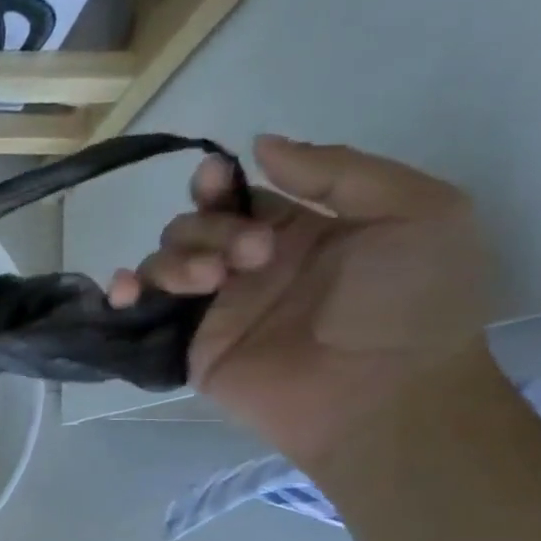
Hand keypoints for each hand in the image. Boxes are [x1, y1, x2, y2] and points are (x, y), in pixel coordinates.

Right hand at [108, 135, 489, 469]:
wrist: (384, 394)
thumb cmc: (413, 302)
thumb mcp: (417, 211)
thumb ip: (339, 171)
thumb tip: (257, 146)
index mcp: (301, 231)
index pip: (239, 196)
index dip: (217, 184)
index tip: (215, 181)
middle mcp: (251, 267)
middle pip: (195, 225)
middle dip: (210, 228)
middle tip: (252, 257)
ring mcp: (218, 309)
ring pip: (164, 261)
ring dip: (176, 258)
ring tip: (210, 283)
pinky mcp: (192, 347)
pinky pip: (144, 314)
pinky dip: (123, 293)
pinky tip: (124, 291)